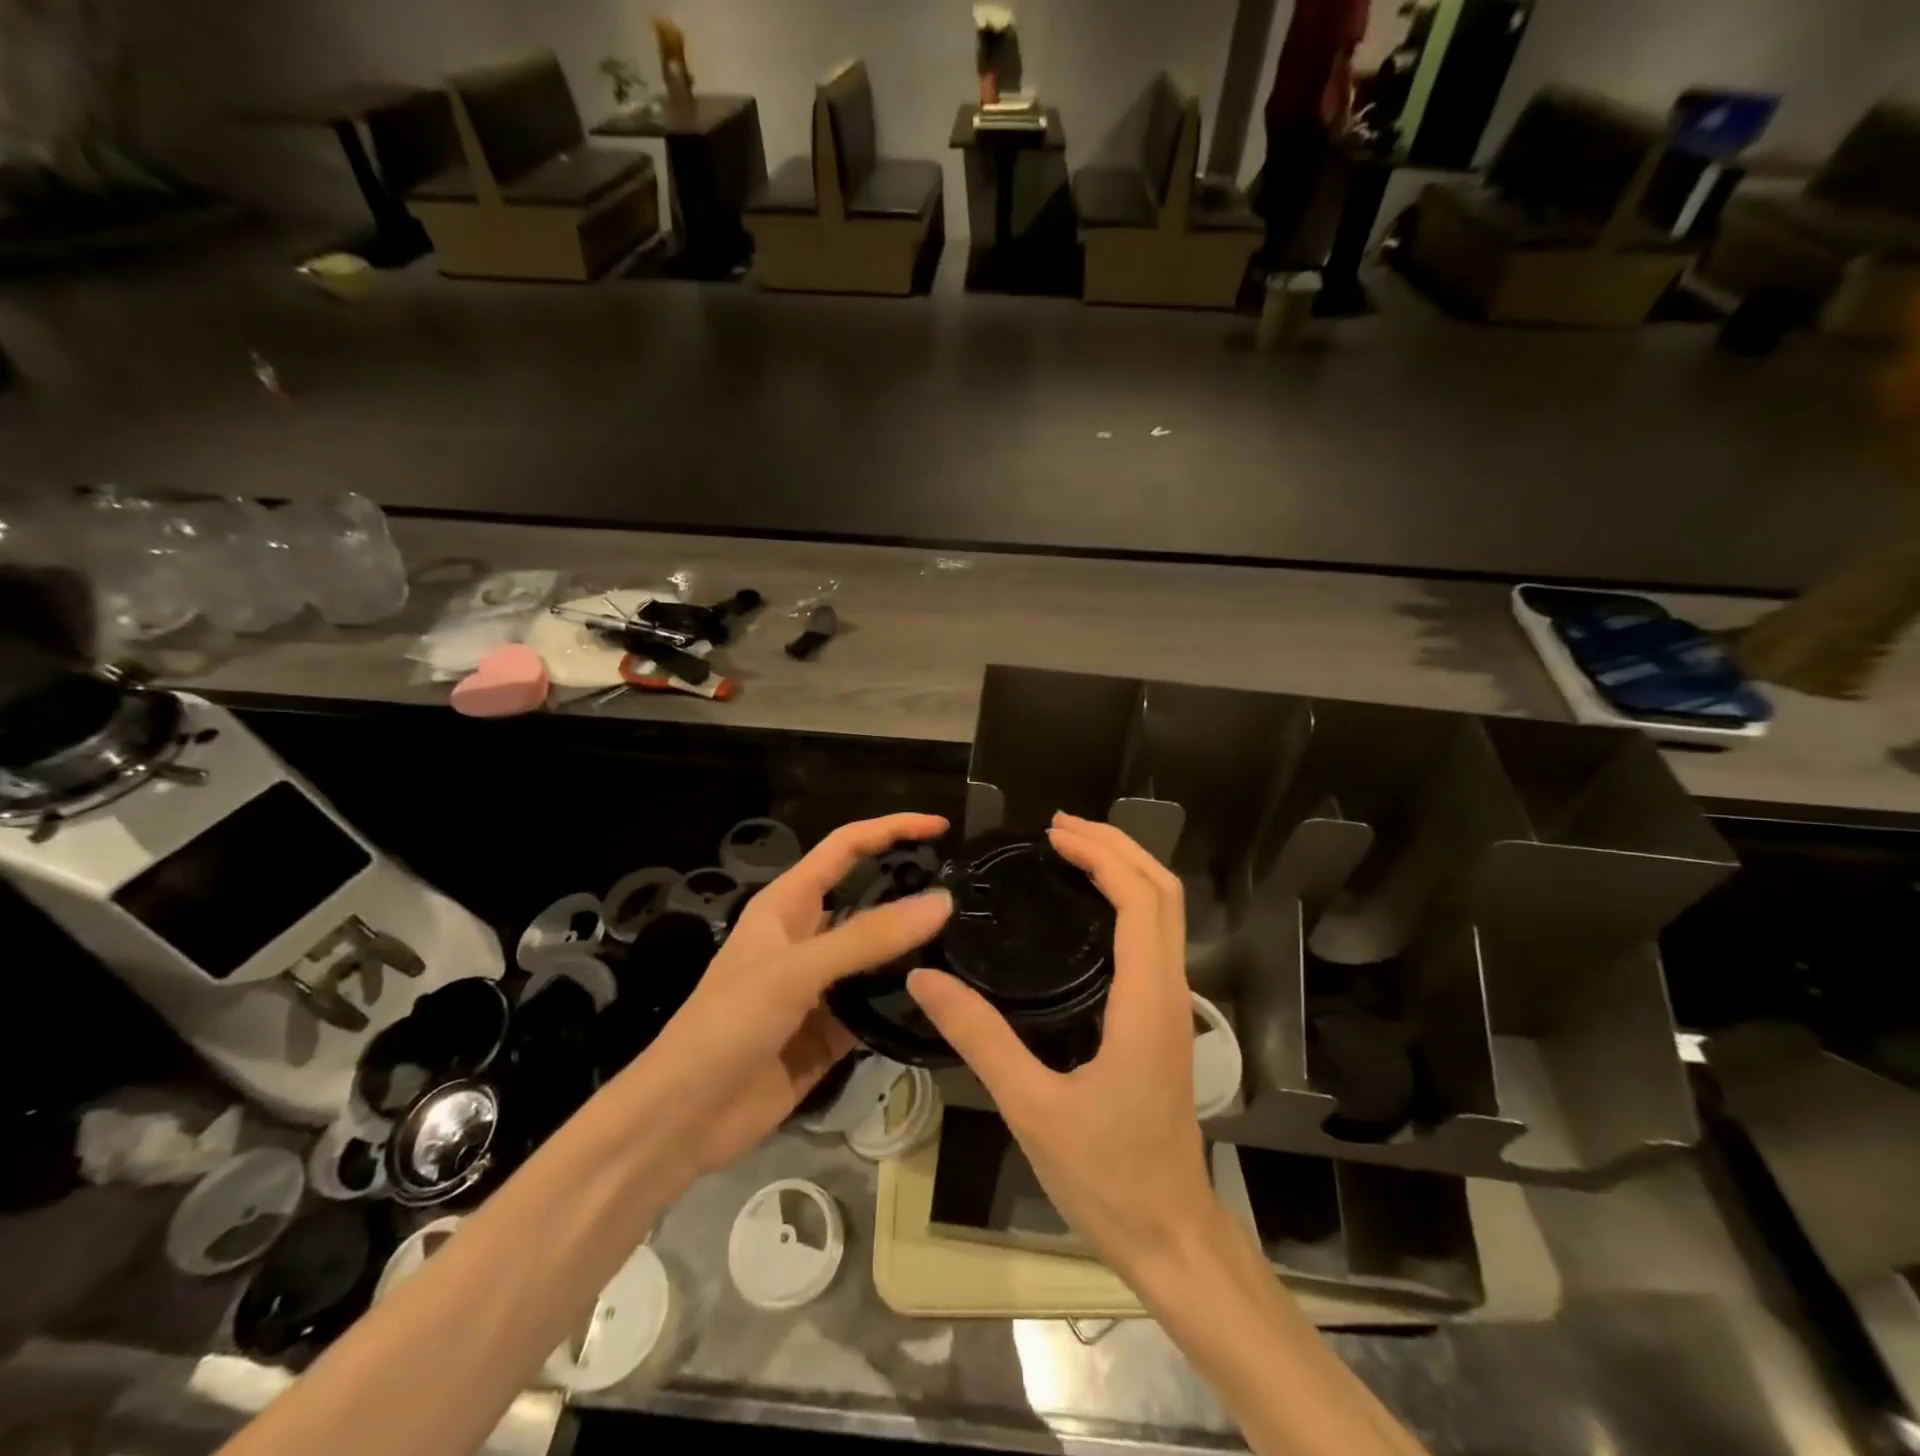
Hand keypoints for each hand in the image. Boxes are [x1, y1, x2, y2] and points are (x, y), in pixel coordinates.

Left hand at [641, 812, 951, 1175]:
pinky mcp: (832, 1030)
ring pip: (879, 956)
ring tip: (971, 946)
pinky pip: (878, 1006)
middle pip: (869, 900)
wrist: (683, 1119)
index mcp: (789, 904)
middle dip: (912, 891)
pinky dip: (905, 1004)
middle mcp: (808, 936)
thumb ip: (869, 937)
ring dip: (915, 951)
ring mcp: (821, 986)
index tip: (941, 826)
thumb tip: (942, 901)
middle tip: (970, 894)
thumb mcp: (797, 970)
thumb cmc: (728, 1024)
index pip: (847, 847)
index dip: (892, 829)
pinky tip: (943, 1003)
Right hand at [908, 812, 1213, 1277]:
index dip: (1102, 856)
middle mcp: (1170, 992)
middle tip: (1059, 828)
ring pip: (1167, 914)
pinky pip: (1156, 938)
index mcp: (1146, 1002)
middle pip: (1164, 893)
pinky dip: (1129, 902)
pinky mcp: (1165, 1020)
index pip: (1141, 901)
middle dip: (1118, 847)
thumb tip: (926, 977)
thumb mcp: (1031, 1107)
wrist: (1171, 1235)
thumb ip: (978, 1037)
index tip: (1053, 835)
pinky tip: (1085, 910)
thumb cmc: (1106, 1176)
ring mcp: (1174, 1006)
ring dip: (1126, 870)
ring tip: (1071, 852)